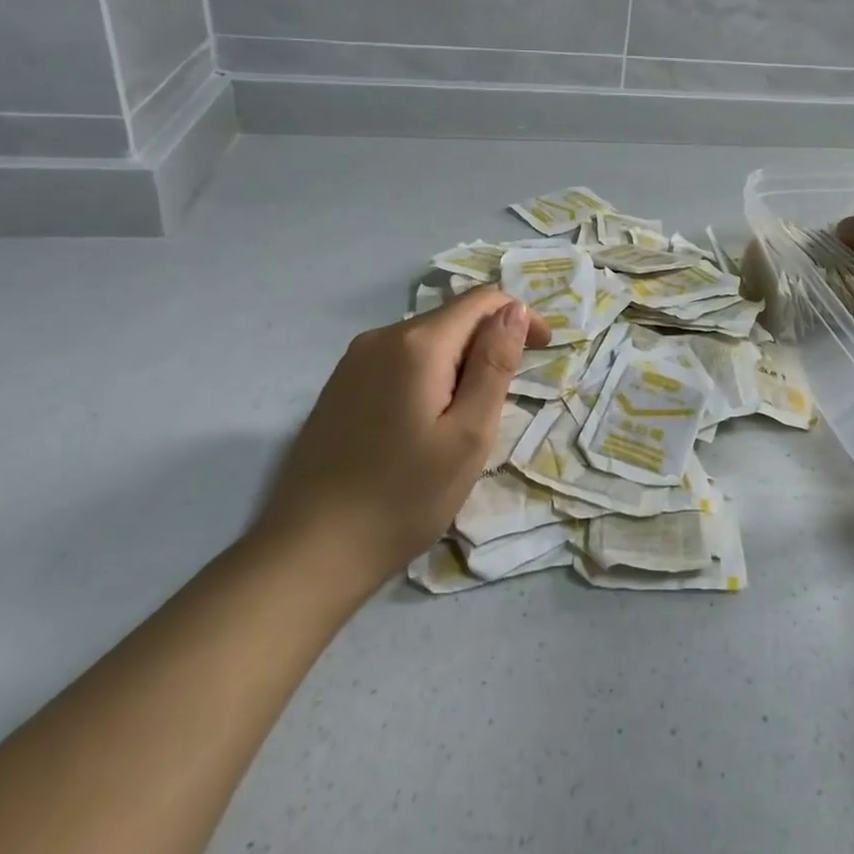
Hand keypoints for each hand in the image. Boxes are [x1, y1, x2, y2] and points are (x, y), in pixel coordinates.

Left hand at [254, 287, 549, 593]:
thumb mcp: (469, 434)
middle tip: (502, 403)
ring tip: (464, 420)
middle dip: (488, 344)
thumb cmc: (404, 497)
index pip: (482, 301)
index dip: (520, 316)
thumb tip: (515, 309)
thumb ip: (495, 363)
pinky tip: (424, 423)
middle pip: (453, 318)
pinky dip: (428, 375)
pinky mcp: (339, 385)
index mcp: (418, 344)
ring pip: (427, 340)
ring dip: (459, 362)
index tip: (543, 351)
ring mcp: (354, 360)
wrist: (309, 552)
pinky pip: (399, 360)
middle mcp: (382, 337)